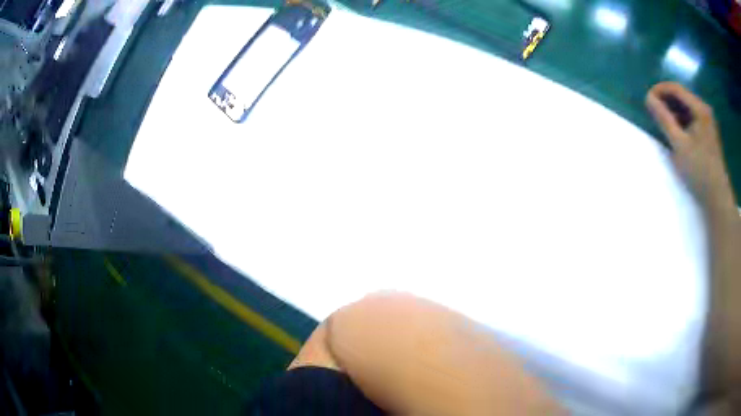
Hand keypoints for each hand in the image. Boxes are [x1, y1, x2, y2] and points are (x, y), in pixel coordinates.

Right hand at [646, 82, 734, 207]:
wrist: (717, 197)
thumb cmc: (699, 170)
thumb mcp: (679, 144)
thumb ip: (664, 119)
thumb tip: (648, 98)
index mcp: (699, 108)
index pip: (676, 88)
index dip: (659, 90)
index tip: (647, 99)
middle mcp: (704, 110)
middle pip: (681, 97)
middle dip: (666, 101)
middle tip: (653, 112)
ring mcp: (707, 121)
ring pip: (686, 108)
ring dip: (673, 112)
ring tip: (663, 122)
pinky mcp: (708, 132)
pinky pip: (691, 119)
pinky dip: (681, 121)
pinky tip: (676, 131)